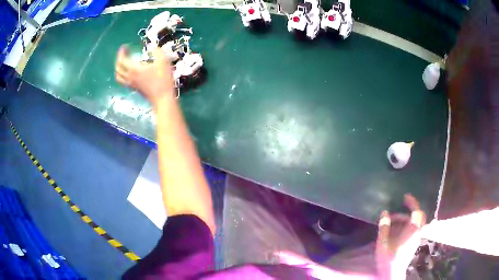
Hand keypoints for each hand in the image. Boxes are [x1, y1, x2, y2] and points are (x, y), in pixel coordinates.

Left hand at [115, 45, 174, 107]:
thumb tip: (152, 47)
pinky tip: (128, 73)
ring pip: (119, 76)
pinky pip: (123, 81)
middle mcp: (130, 77)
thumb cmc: (162, 80)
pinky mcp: (134, 88)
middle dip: (119, 59)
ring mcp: (131, 84)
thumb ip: (157, 52)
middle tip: (124, 53)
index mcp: (134, 69)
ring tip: (123, 63)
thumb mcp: (163, 62)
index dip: (121, 52)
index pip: (122, 60)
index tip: (124, 46)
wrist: (162, 98)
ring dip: (118, 68)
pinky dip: (122, 76)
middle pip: (118, 68)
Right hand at [376, 194, 425, 279]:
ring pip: (416, 223)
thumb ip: (384, 227)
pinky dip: (407, 225)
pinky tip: (397, 231)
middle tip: (401, 208)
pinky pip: (414, 229)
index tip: (405, 197)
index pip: (416, 211)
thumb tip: (384, 212)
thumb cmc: (388, 258)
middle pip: (419, 216)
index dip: (412, 202)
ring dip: (406, 219)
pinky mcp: (414, 243)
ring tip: (393, 222)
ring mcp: (417, 238)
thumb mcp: (383, 243)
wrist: (392, 274)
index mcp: (412, 230)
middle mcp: (417, 233)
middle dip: (411, 210)